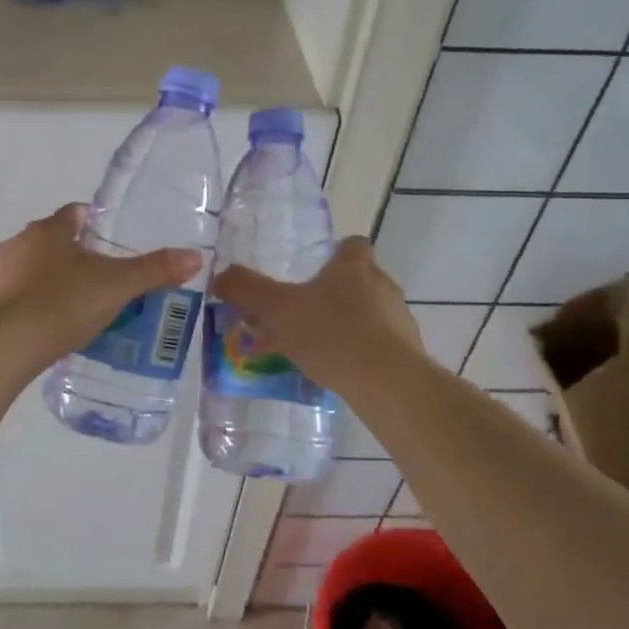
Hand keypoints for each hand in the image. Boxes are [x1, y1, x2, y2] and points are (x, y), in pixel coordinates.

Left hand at [0, 204, 201, 363]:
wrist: (4, 346)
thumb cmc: (62, 303)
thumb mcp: (116, 286)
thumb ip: (154, 270)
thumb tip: (194, 256)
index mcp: (48, 229)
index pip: (76, 213)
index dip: (98, 224)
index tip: (115, 243)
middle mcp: (19, 243)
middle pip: (55, 242)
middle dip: (78, 257)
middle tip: (107, 280)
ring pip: (35, 270)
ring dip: (55, 282)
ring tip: (82, 308)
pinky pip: (19, 297)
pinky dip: (36, 306)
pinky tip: (53, 328)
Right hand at [212, 238, 423, 393]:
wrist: (386, 382)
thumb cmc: (331, 333)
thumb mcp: (277, 310)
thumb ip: (247, 290)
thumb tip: (220, 275)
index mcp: (354, 266)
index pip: (353, 245)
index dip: (337, 253)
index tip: (318, 269)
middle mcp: (382, 285)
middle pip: (361, 279)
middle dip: (336, 293)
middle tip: (305, 312)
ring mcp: (399, 319)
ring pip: (370, 313)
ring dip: (348, 324)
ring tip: (317, 347)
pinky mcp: (407, 352)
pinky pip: (379, 344)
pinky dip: (360, 352)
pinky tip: (338, 370)